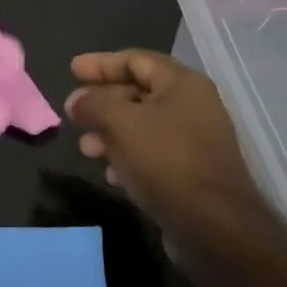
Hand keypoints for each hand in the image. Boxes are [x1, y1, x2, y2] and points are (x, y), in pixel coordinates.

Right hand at [65, 50, 276, 246]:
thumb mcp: (120, 123)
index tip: (72, 70)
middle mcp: (193, 106)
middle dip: (102, 102)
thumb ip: (93, 104)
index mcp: (182, 83)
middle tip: (73, 112)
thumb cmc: (165, 160)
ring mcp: (194, 141)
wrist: (214, 227)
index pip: (136, 60)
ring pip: (142, 126)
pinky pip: (152, 153)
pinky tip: (110, 173)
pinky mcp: (191, 173)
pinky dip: (127, 156)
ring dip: (110, 133)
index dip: (101, 63)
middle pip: (138, 92)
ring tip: (86, 148)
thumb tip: (76, 100)